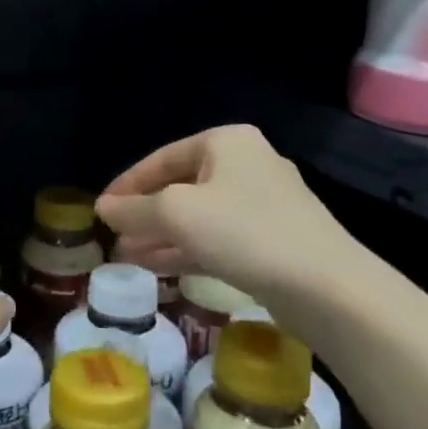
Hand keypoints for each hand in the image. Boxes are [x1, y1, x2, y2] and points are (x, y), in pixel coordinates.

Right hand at [96, 125, 362, 309]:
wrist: (326, 286)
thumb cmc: (244, 232)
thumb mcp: (176, 214)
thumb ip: (134, 210)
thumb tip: (103, 208)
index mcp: (226, 142)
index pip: (161, 158)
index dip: (126, 185)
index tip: (101, 211)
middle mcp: (246, 164)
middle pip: (180, 186)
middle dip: (144, 214)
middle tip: (114, 237)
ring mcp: (263, 204)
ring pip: (198, 216)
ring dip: (161, 235)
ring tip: (128, 256)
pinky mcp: (273, 239)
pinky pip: (218, 238)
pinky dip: (187, 249)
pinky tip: (159, 267)